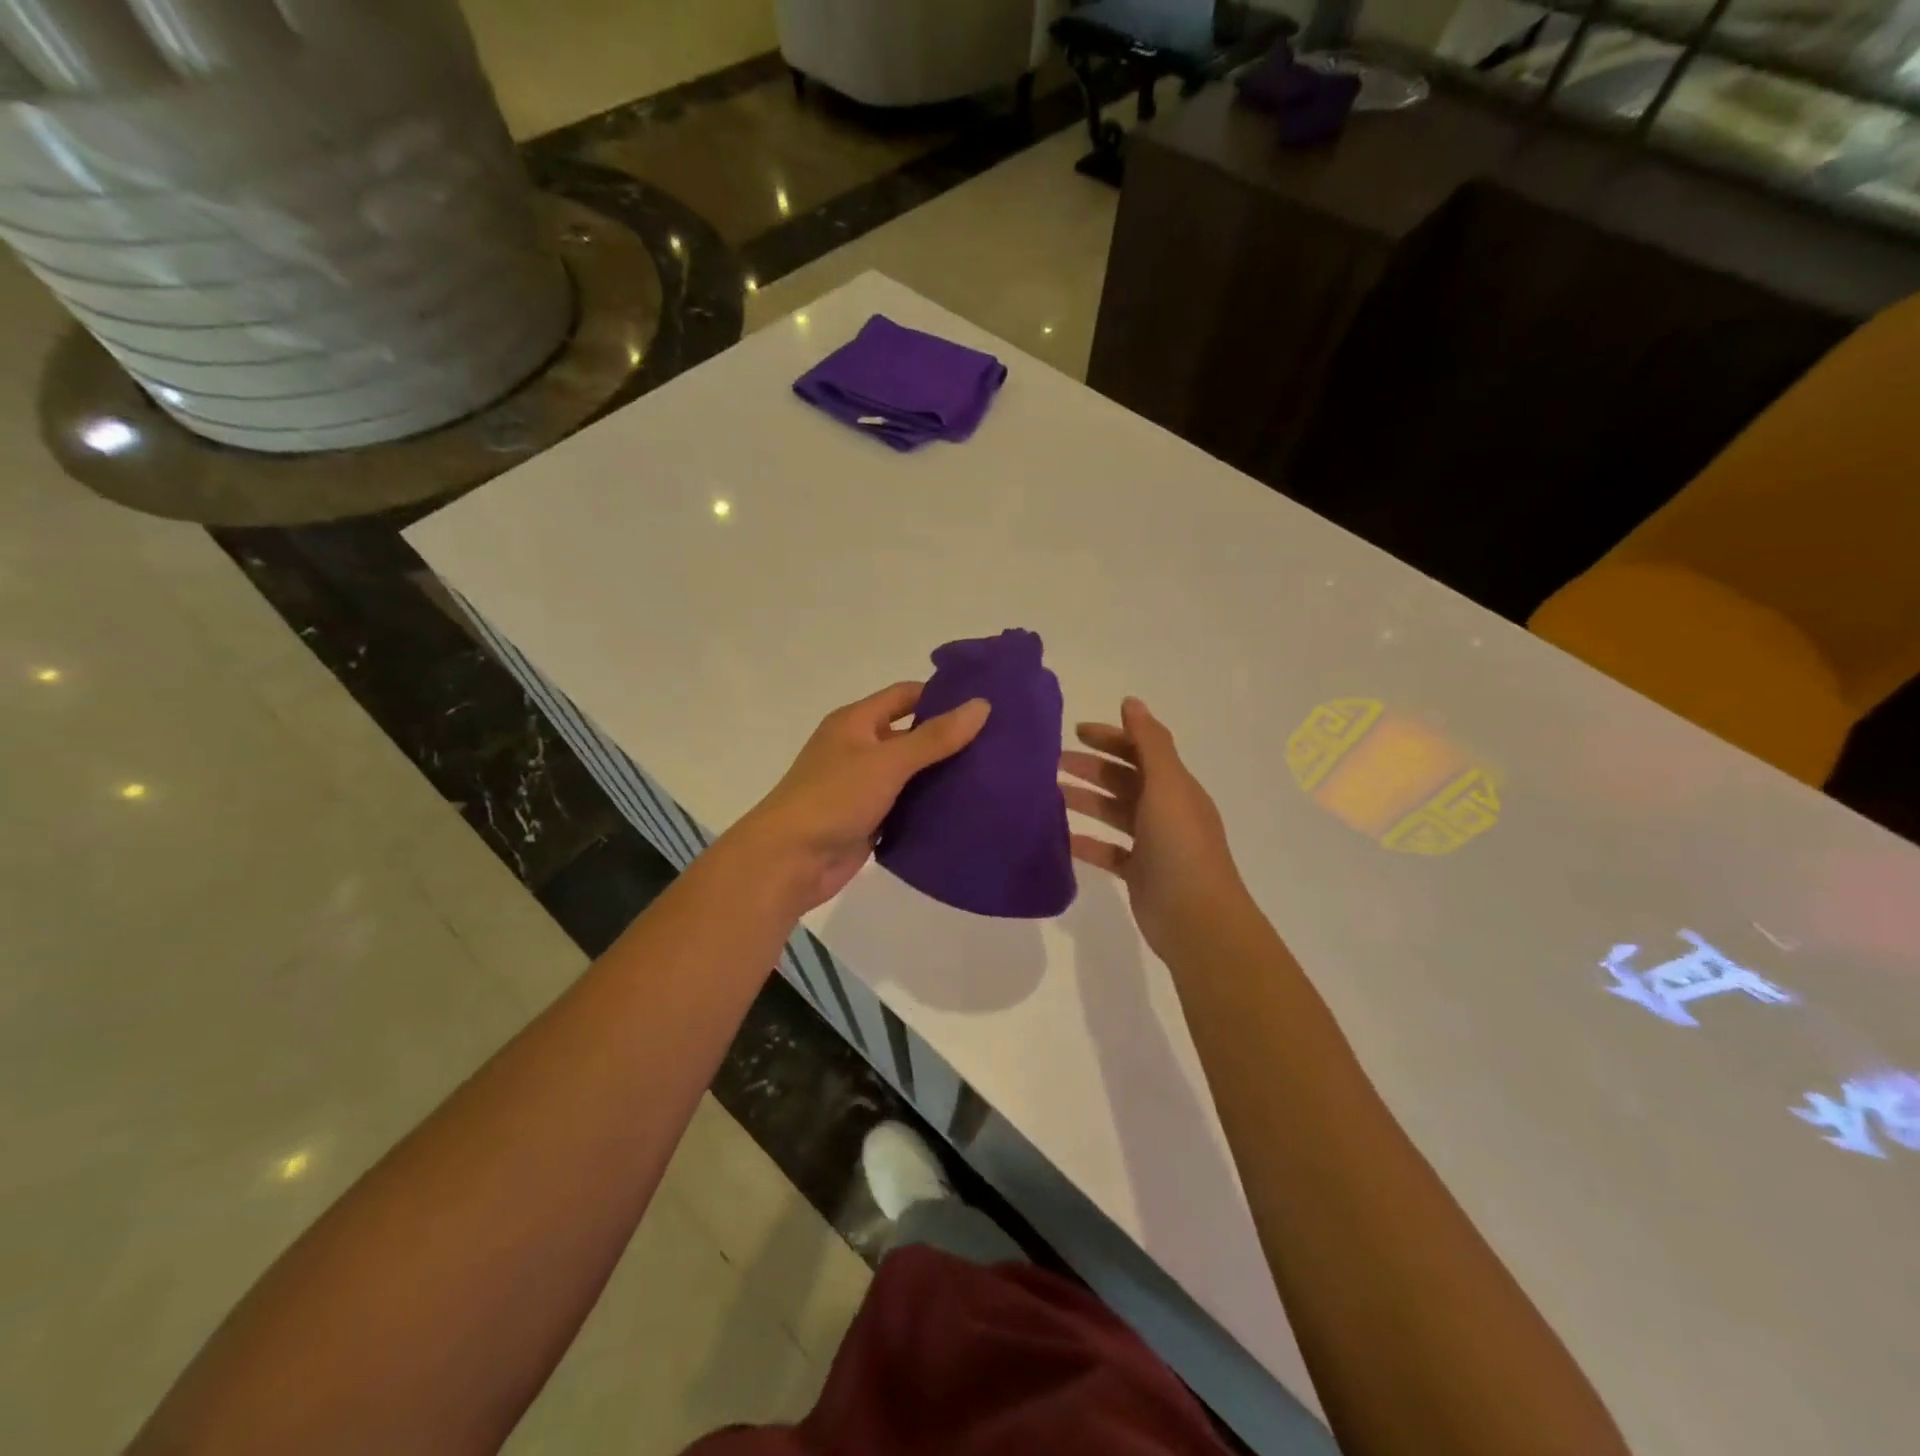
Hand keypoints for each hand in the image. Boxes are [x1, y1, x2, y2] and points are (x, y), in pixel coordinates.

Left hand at [728, 682, 990, 915]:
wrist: (789, 861)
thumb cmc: (834, 798)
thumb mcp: (888, 761)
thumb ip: (934, 736)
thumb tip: (981, 705)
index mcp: (856, 722)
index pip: (905, 695)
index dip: (942, 696)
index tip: (984, 704)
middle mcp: (859, 748)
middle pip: (911, 735)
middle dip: (948, 739)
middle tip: (997, 744)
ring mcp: (863, 786)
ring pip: (911, 774)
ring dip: (942, 776)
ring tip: (992, 776)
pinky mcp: (869, 820)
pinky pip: (906, 807)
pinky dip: (929, 808)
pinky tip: (965, 811)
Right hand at [1060, 697, 1250, 960]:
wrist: (1197, 918)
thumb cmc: (1180, 845)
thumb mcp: (1166, 785)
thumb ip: (1149, 742)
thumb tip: (1131, 701)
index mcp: (1175, 786)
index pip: (1141, 750)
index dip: (1111, 736)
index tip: (1075, 730)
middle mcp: (1165, 810)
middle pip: (1125, 779)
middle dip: (1092, 767)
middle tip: (1053, 762)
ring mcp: (1153, 843)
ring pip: (1114, 812)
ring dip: (1085, 800)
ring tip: (1050, 794)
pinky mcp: (1139, 873)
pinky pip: (1108, 850)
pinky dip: (1086, 841)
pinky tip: (1060, 838)